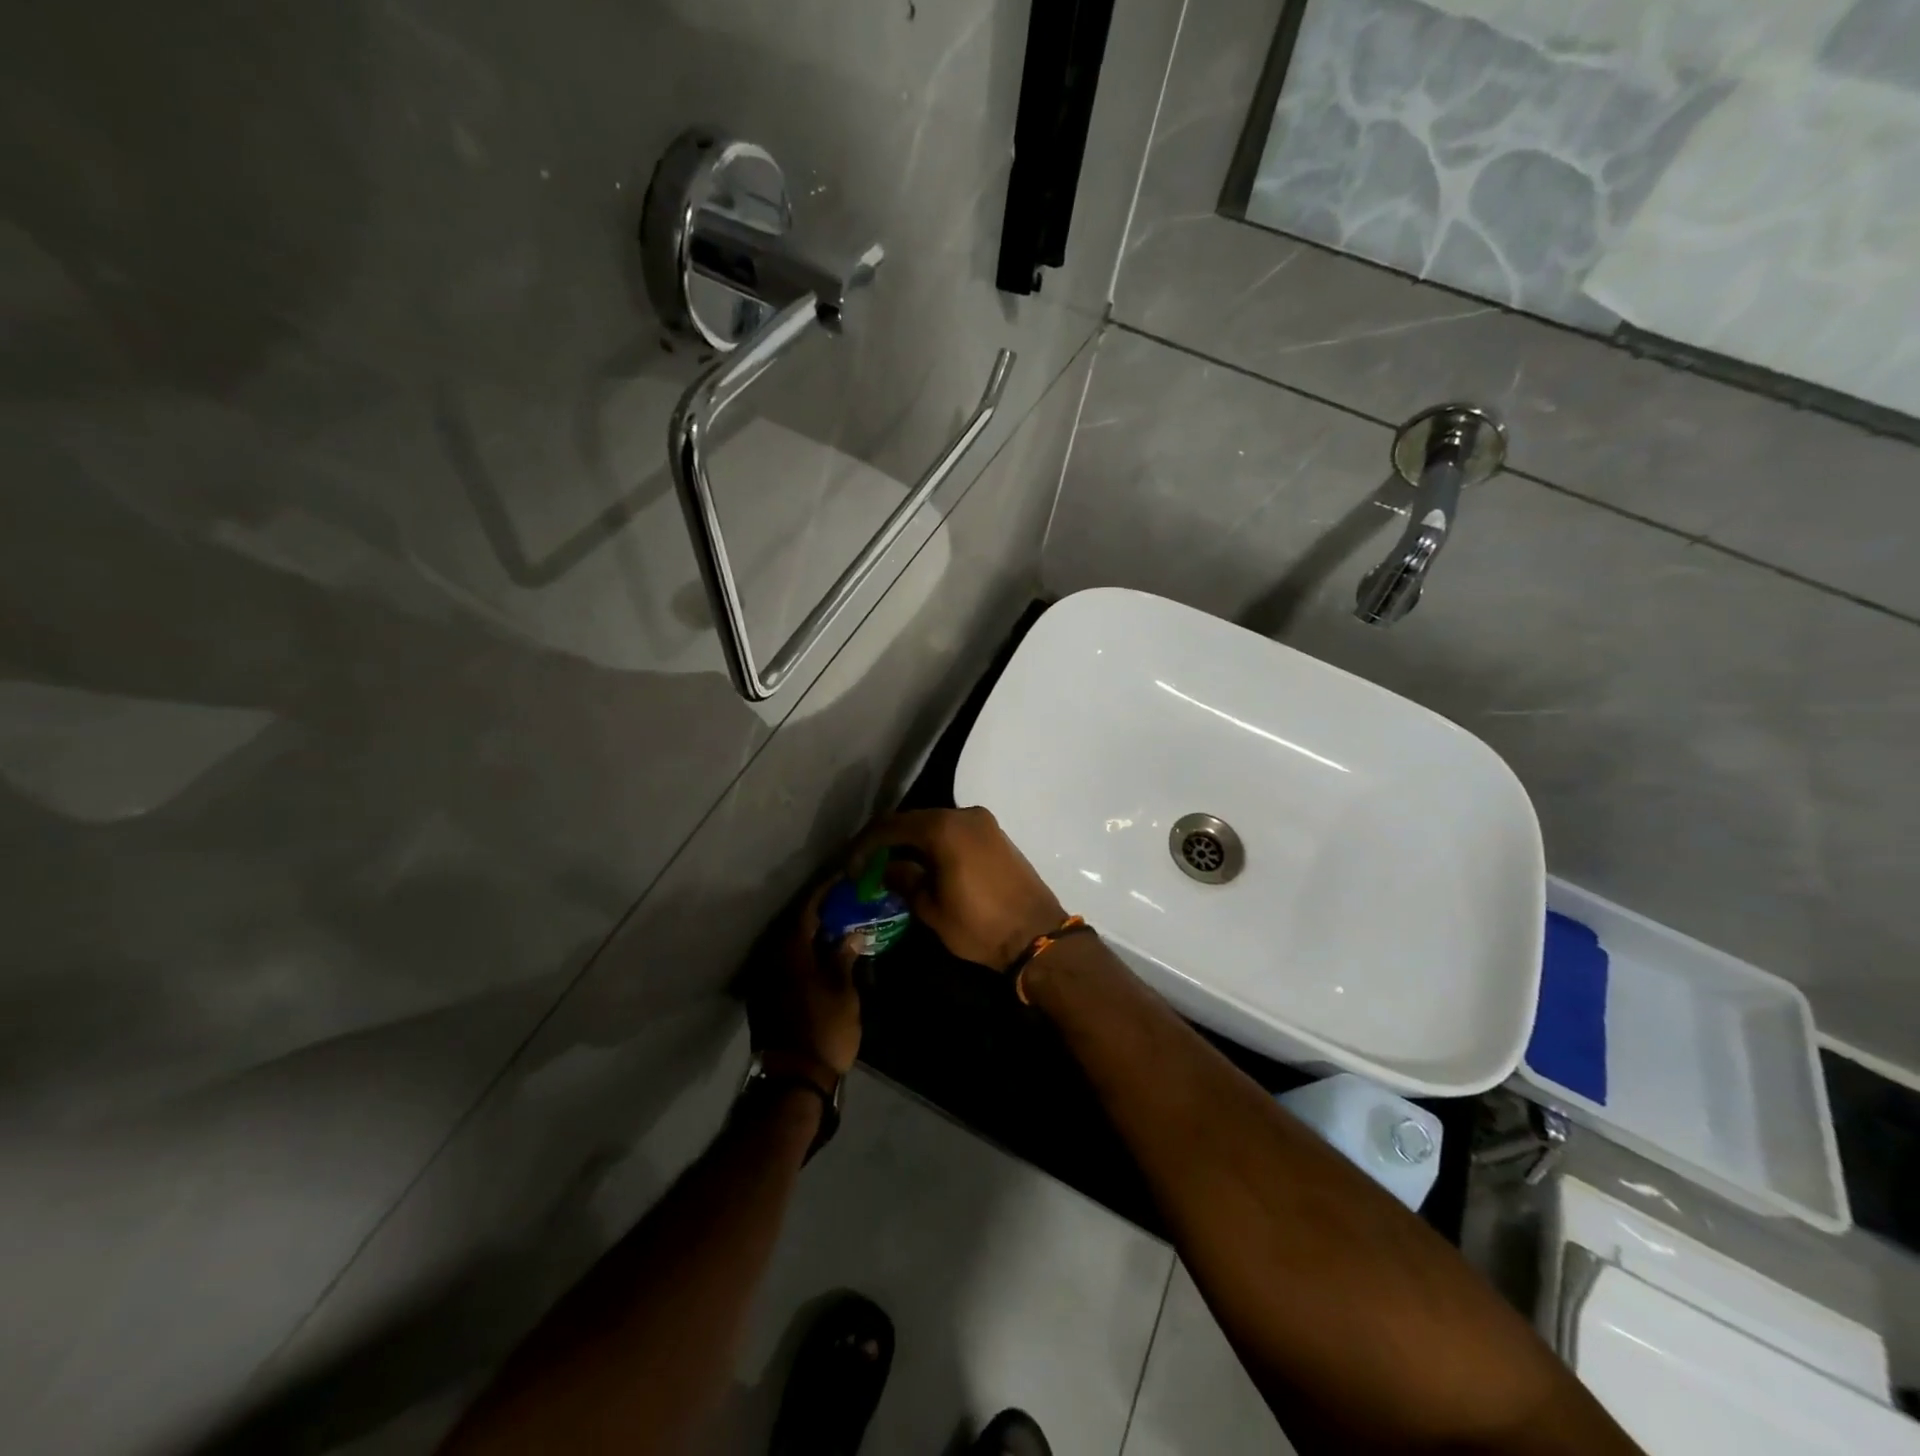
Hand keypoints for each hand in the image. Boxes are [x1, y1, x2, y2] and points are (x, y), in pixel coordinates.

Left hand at [745, 884, 861, 1076]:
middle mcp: (772, 958)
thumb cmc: (824, 1030)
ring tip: (837, 926)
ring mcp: (766, 978)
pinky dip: (804, 952)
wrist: (793, 1080)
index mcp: (791, 950)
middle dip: (820, 911)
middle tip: (845, 902)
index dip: (826, 891)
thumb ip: (844, 957)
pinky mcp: (766, 996)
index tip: (844, 878)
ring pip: (789, 944)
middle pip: (795, 924)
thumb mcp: (843, 991)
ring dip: (811, 933)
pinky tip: (822, 956)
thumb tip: (852, 934)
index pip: (807, 908)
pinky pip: (786, 961)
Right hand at [849, 807, 1066, 970]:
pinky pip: (955, 831)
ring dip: (912, 842)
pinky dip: (935, 844)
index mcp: (944, 829)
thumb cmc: (979, 926)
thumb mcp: (932, 908)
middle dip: (888, 842)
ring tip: (893, 867)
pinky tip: (924, 865)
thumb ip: (905, 880)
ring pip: (935, 824)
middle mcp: (964, 815)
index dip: (866, 846)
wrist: (1038, 936)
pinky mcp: (996, 835)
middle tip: (869, 866)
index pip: (892, 827)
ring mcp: (984, 823)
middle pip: (914, 821)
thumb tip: (887, 868)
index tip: (852, 868)